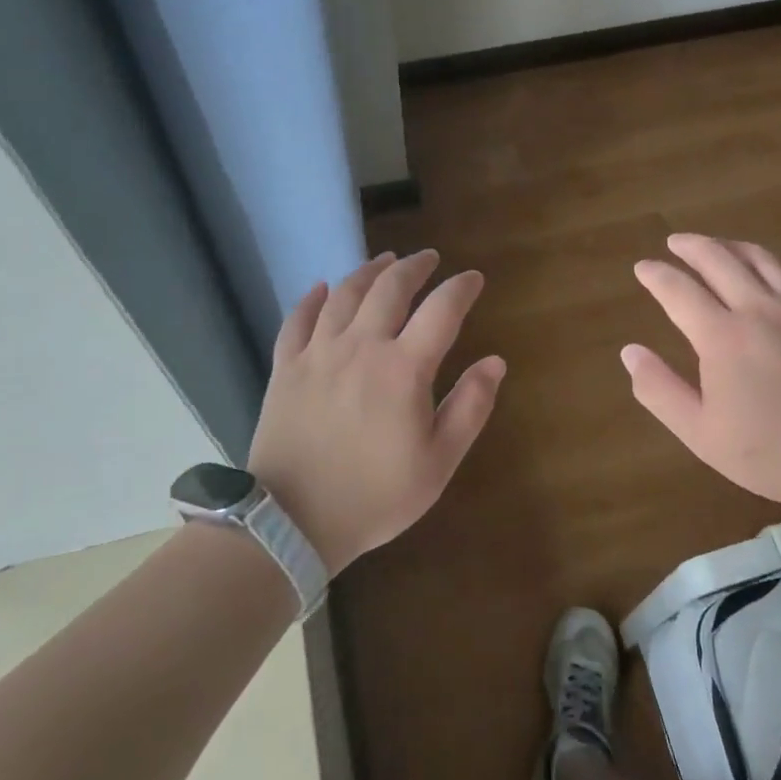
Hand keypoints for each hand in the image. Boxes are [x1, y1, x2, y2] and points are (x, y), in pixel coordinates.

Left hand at [247, 250, 505, 572]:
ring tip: (384, 261)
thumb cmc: (375, 496)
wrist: (293, 521)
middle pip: (390, 288)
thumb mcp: (438, 463)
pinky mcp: (286, 367)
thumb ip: (470, 408)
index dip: (461, 288)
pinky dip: (312, 298)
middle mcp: (361, 346)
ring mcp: (318, 353)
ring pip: (345, 294)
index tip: (473, 278)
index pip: (441, 310)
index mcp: (403, 368)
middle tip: (428, 258)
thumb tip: (495, 361)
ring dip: (368, 271)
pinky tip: (322, 288)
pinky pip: (297, 320)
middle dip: (414, 266)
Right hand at [622, 234, 780, 511]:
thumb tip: (630, 352)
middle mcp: (759, 310)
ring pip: (763, 260)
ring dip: (734, 247)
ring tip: (720, 246)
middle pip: (720, 260)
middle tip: (676, 242)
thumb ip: (659, 390)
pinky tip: (779, 274)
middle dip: (692, 246)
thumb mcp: (699, 432)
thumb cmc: (769, 452)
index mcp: (721, 336)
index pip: (679, 290)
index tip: (643, 267)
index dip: (656, 275)